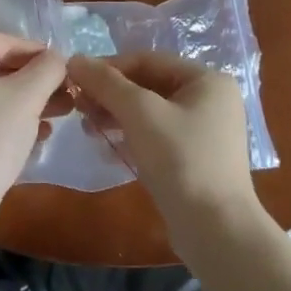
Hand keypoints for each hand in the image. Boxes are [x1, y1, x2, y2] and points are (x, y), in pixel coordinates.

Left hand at [0, 33, 67, 227]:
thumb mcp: (27, 97)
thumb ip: (48, 67)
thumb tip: (55, 58)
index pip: (3, 43)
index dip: (40, 56)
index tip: (67, 70)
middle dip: (30, 83)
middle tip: (63, 97)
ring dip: (17, 101)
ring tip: (53, 117)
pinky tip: (28, 132)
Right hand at [66, 53, 257, 238]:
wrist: (216, 230)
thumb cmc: (181, 160)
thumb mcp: (140, 113)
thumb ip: (106, 83)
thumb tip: (74, 59)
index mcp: (206, 79)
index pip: (148, 60)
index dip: (108, 67)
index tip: (75, 79)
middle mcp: (210, 100)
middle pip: (149, 85)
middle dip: (111, 95)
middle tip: (78, 106)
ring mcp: (204, 131)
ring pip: (150, 113)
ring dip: (116, 117)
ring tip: (87, 129)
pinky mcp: (195, 159)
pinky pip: (156, 137)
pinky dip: (131, 137)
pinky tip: (106, 148)